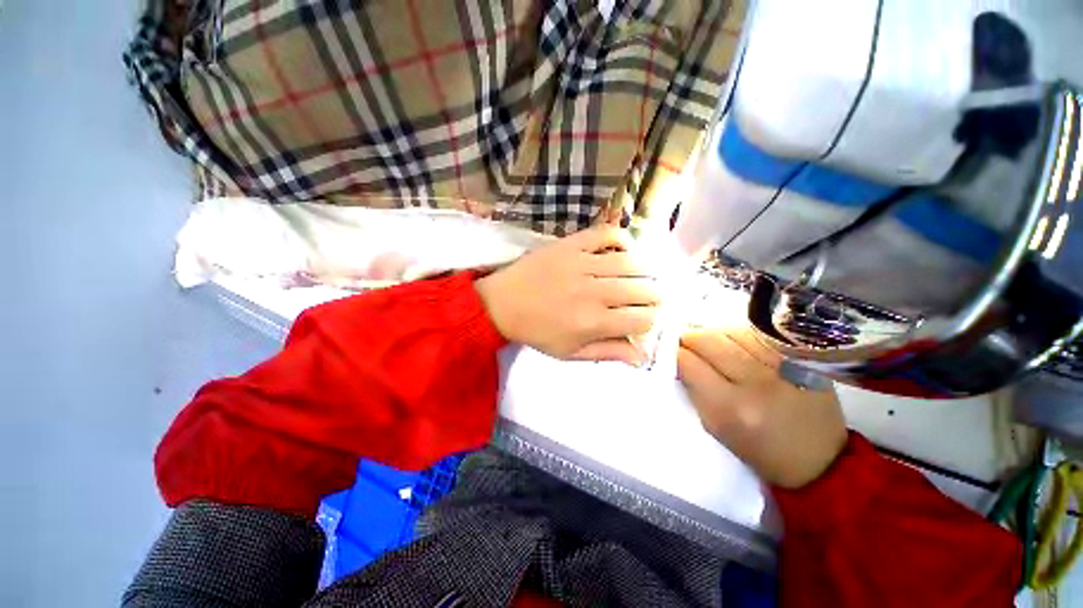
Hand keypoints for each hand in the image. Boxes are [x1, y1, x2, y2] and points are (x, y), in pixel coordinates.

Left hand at [475, 226, 658, 364]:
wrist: (503, 303)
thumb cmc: (537, 332)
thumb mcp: (570, 353)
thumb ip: (608, 352)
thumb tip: (642, 356)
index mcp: (594, 322)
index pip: (644, 319)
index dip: (652, 321)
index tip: (645, 320)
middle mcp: (594, 291)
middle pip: (645, 290)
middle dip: (654, 298)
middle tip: (647, 300)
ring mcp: (583, 263)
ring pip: (633, 263)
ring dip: (644, 272)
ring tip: (639, 278)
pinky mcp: (572, 244)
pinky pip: (608, 234)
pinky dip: (624, 240)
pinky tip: (624, 252)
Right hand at [677, 329, 846, 487]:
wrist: (820, 460)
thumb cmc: (758, 450)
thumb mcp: (715, 427)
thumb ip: (694, 390)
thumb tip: (679, 358)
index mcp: (731, 408)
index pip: (688, 362)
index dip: (673, 354)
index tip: (669, 354)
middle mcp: (756, 382)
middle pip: (707, 340)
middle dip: (688, 338)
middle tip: (683, 343)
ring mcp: (781, 365)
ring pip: (729, 330)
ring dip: (711, 334)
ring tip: (707, 343)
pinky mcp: (799, 357)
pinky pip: (755, 333)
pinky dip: (735, 335)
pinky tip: (733, 344)